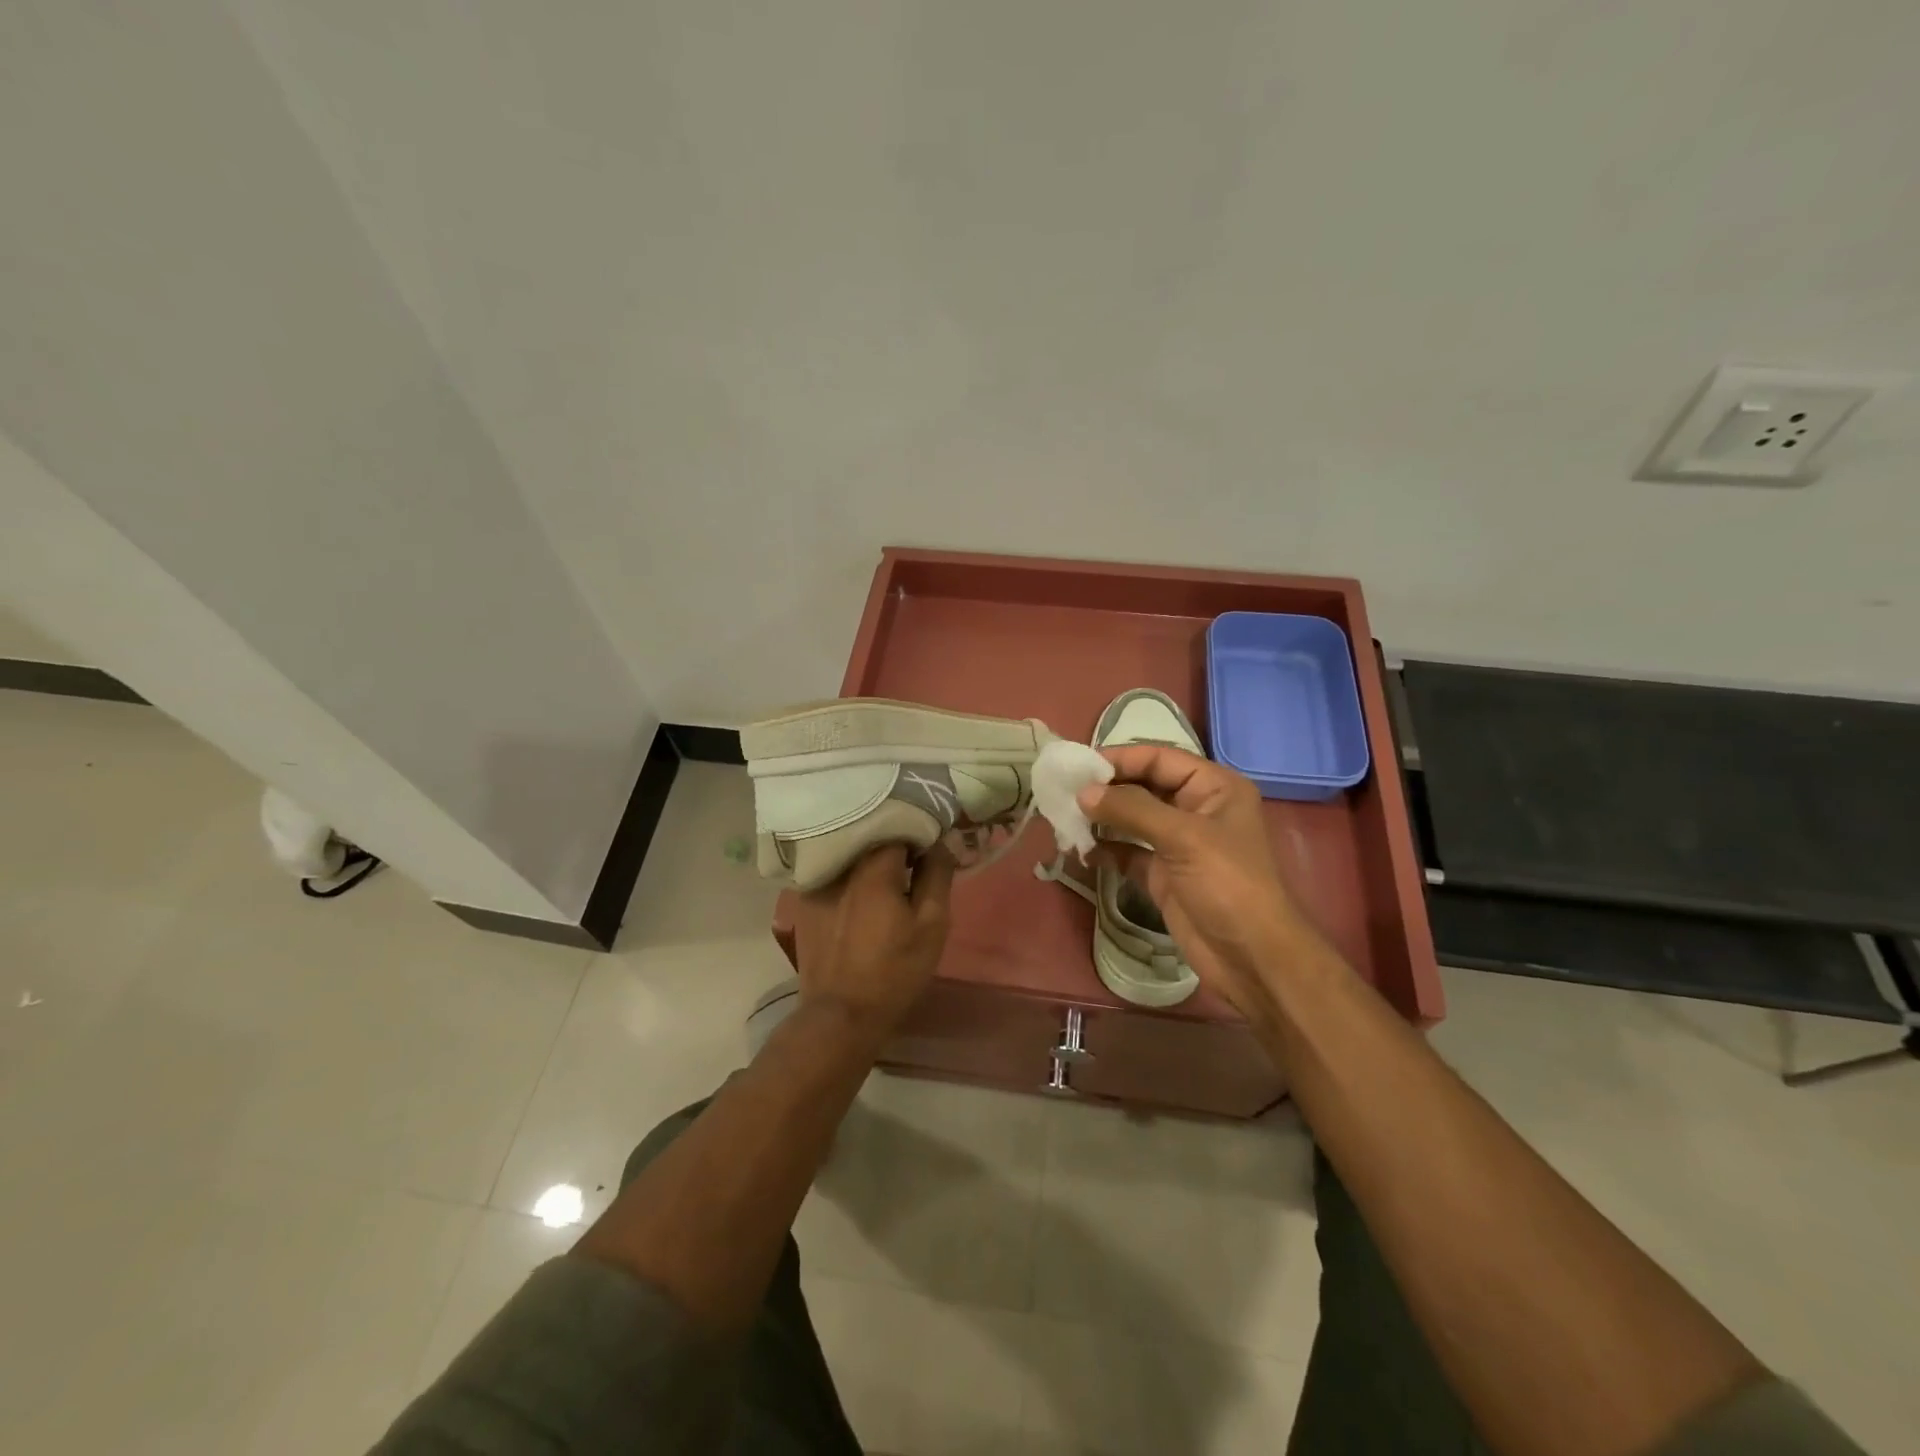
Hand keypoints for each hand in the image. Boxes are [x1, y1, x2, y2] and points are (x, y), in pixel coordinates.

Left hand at [792, 843, 955, 1040]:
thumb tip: (942, 840)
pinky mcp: (805, 903)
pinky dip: (849, 877)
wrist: (841, 1015)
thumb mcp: (932, 924)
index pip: (899, 824)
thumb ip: (938, 874)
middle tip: (914, 865)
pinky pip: (833, 875)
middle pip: (871, 836)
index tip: (931, 852)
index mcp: (872, 866)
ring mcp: (817, 883)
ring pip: (850, 855)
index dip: (919, 834)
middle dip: (895, 844)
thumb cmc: (895, 970)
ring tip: (888, 879)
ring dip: (870, 860)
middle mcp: (840, 865)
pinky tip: (860, 898)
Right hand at [1080, 745, 1317, 1014]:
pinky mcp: (1163, 874)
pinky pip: (1127, 852)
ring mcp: (1178, 843)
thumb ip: (1131, 809)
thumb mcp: (1183, 837)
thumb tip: (1083, 792)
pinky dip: (1105, 849)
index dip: (1120, 759)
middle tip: (1064, 792)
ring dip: (1101, 819)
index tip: (1079, 767)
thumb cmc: (1227, 884)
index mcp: (1213, 787)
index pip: (1159, 758)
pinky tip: (1079, 850)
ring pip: (1132, 819)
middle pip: (1142, 786)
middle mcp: (1195, 809)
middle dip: (1105, 789)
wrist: (1251, 957)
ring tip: (1064, 818)